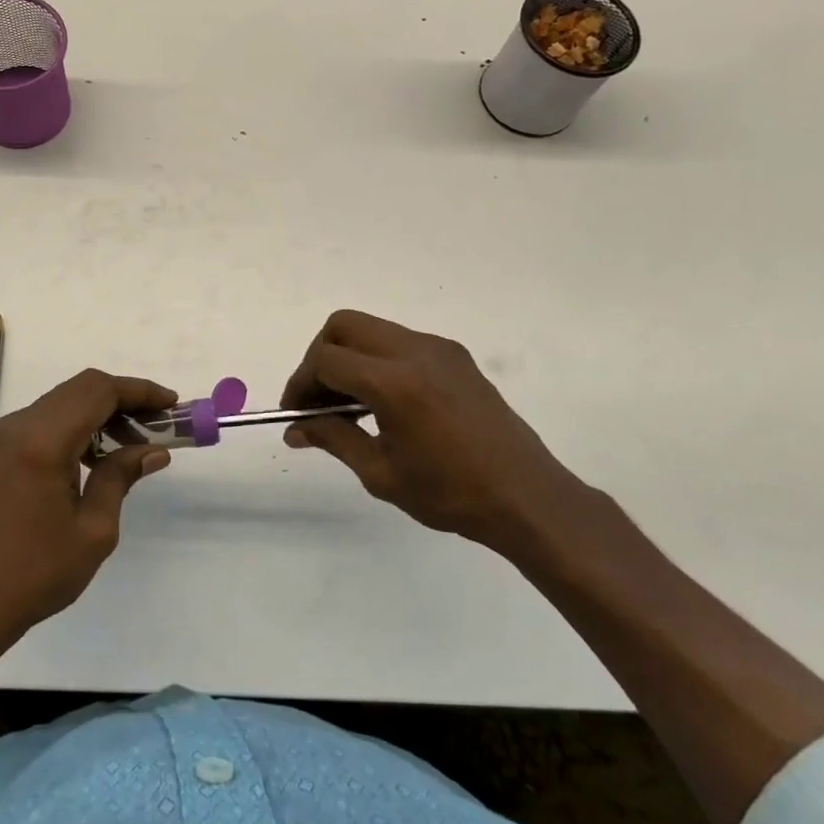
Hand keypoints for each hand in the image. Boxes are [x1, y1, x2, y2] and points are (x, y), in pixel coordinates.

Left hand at [0, 370, 174, 653]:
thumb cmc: (37, 572)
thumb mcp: (93, 529)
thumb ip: (121, 477)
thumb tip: (154, 450)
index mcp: (42, 441)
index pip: (98, 391)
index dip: (139, 391)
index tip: (171, 404)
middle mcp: (20, 425)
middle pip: (81, 389)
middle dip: (124, 398)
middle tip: (159, 422)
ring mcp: (5, 436)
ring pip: (64, 401)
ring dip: (101, 412)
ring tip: (136, 440)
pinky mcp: (0, 450)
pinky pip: (47, 420)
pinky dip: (78, 425)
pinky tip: (100, 454)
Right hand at [280, 310, 580, 552]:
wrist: (527, 497)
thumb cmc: (450, 494)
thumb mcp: (380, 473)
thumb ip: (333, 438)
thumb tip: (295, 429)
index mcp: (394, 382)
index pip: (326, 360)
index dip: (301, 383)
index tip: (296, 413)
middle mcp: (414, 351)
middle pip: (344, 326)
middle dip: (320, 356)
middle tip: (318, 397)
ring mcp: (438, 348)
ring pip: (372, 328)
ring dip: (349, 356)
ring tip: (349, 405)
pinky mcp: (455, 355)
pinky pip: (400, 341)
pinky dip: (377, 359)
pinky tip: (384, 401)